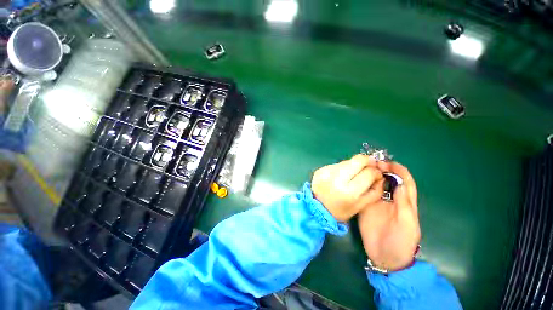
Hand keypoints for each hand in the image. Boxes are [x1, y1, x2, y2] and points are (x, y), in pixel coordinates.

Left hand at [312, 154, 384, 222]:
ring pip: (346, 161)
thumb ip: (375, 191)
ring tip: (352, 173)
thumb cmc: (341, 210)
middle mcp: (336, 179)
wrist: (317, 208)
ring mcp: (326, 172)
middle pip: (357, 160)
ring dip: (353, 165)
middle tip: (369, 164)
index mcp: (349, 192)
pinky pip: (336, 164)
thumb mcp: (361, 206)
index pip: (368, 173)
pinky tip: (340, 175)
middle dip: (367, 160)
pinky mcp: (320, 170)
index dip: (376, 171)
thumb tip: (380, 176)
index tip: (377, 173)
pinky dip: (341, 167)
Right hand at [358, 161, 420, 271]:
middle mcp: (391, 199)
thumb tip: (399, 183)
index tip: (389, 163)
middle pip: (389, 180)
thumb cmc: (402, 242)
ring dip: (372, 175)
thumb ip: (404, 204)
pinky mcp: (365, 206)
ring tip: (365, 168)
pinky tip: (358, 179)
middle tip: (374, 164)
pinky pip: (364, 192)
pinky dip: (363, 184)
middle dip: (384, 170)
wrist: (385, 257)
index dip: (400, 171)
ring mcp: (377, 202)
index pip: (405, 182)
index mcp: (405, 203)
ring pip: (376, 184)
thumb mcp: (409, 224)